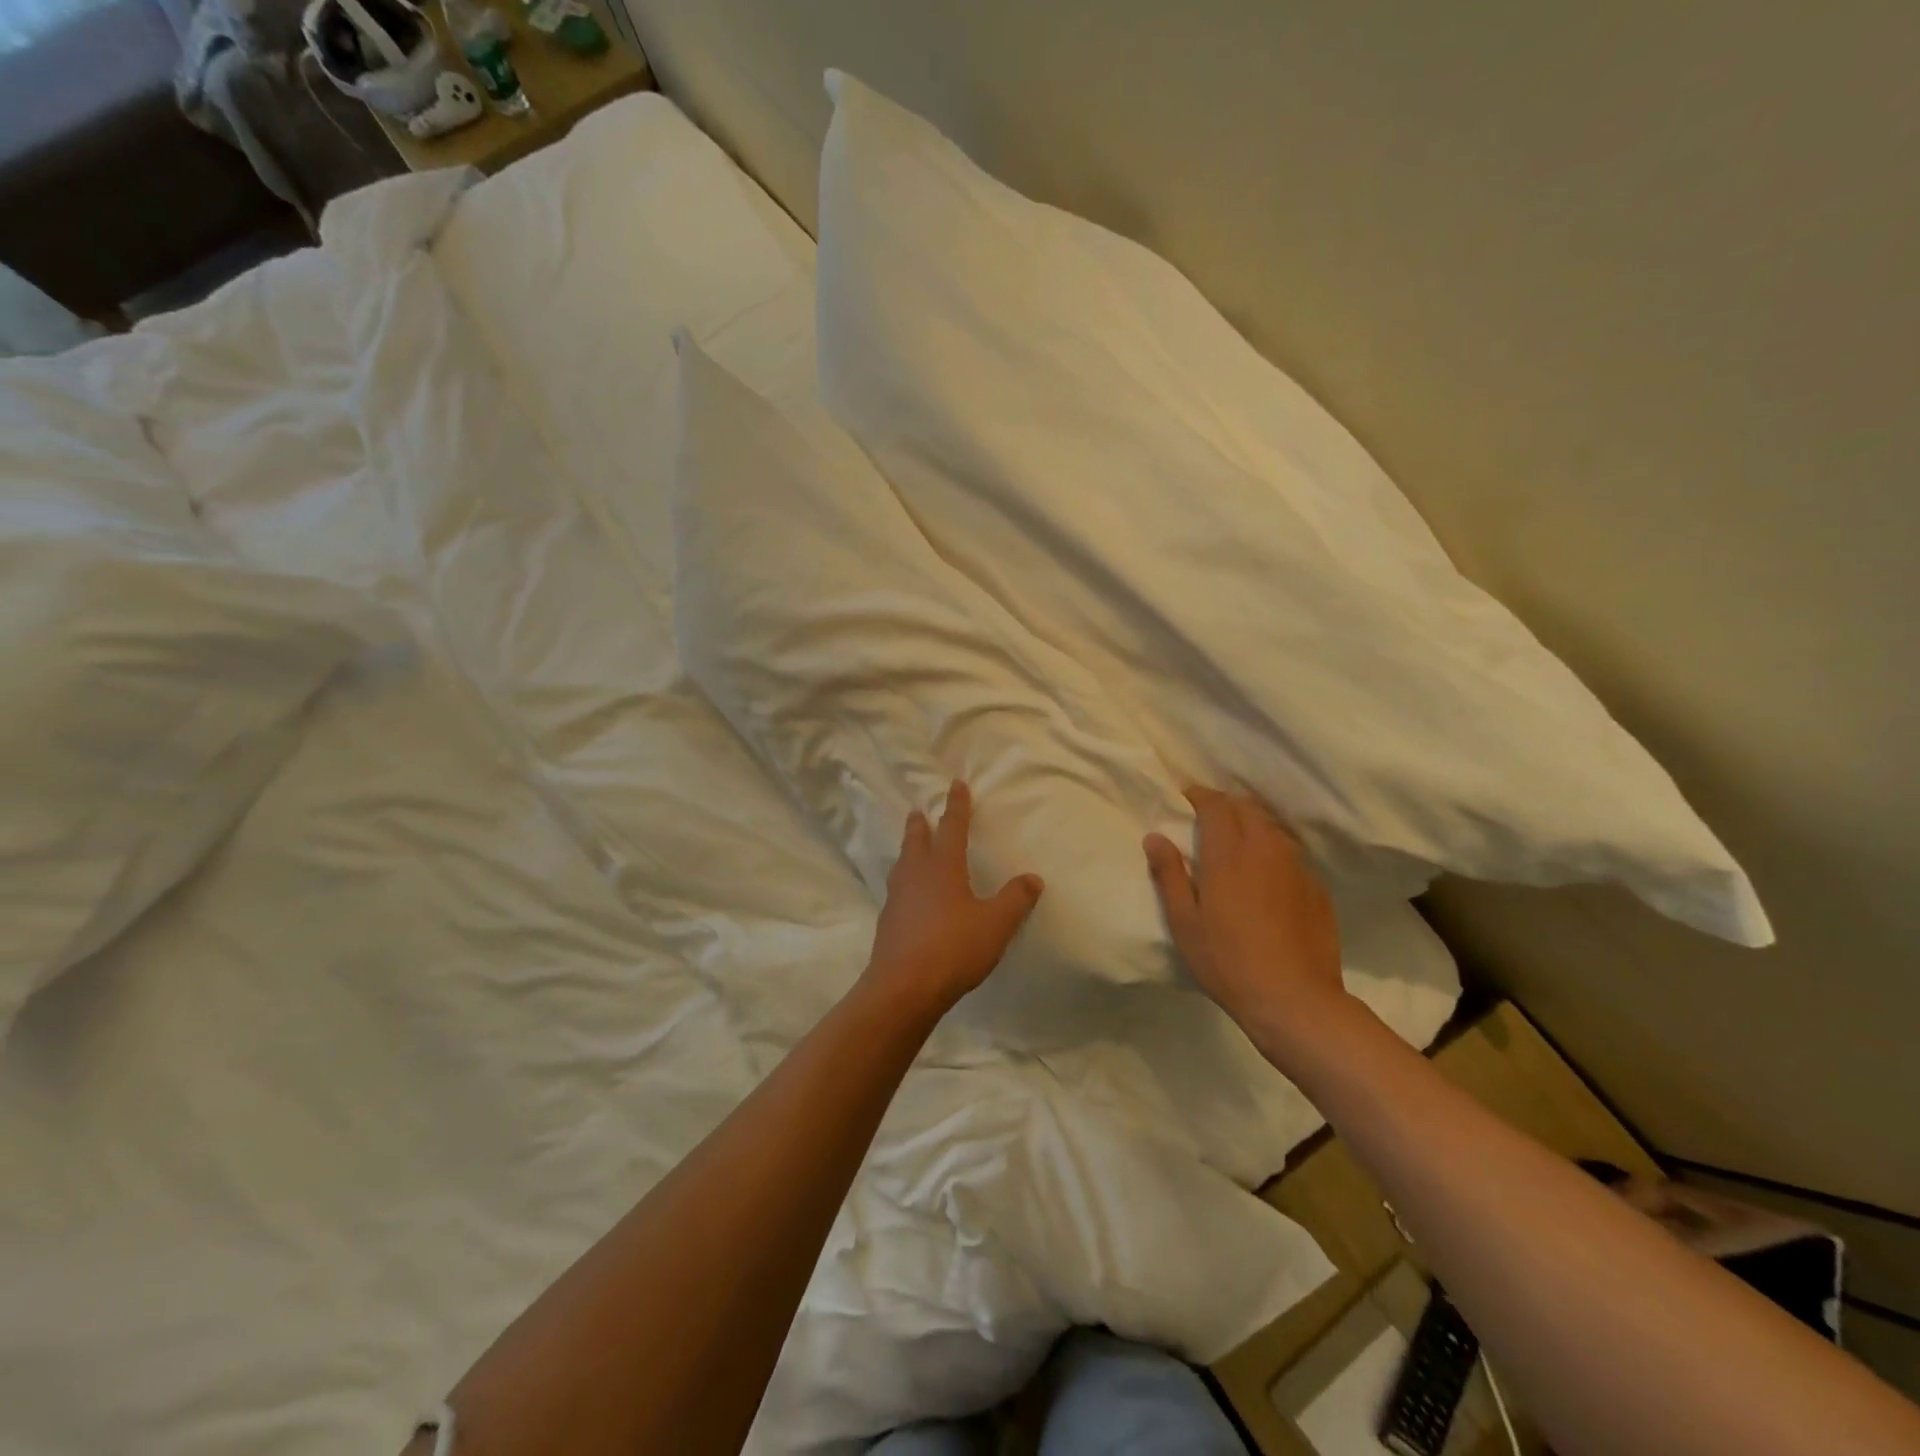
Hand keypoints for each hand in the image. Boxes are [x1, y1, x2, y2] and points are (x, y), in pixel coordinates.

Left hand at [862, 781, 1044, 1021]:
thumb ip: (1015, 900)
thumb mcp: (995, 924)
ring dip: (908, 850)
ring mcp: (897, 898)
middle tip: (918, 811)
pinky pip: (898, 890)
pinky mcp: (888, 922)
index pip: (952, 827)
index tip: (956, 785)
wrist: (903, 988)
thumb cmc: (953, 948)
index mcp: (943, 867)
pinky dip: (904, 881)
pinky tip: (909, 895)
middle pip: (917, 841)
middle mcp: (916, 875)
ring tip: (911, 848)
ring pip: (903, 864)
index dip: (956, 806)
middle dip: (920, 824)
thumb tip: (1033, 878)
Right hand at [1144, 787, 1353, 1063]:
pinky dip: (1274, 851)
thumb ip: (1169, 874)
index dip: (1200, 796)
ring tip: (1237, 843)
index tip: (1186, 800)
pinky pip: (1292, 854)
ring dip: (1252, 824)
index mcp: (1229, 854)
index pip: (1217, 805)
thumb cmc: (1228, 961)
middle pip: (1248, 808)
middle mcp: (1266, 849)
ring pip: (1273, 828)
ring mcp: (1297, 867)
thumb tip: (1155, 836)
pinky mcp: (1317, 888)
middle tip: (1209, 820)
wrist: (1295, 1000)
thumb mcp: (1185, 923)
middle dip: (1227, 805)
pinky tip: (1266, 876)